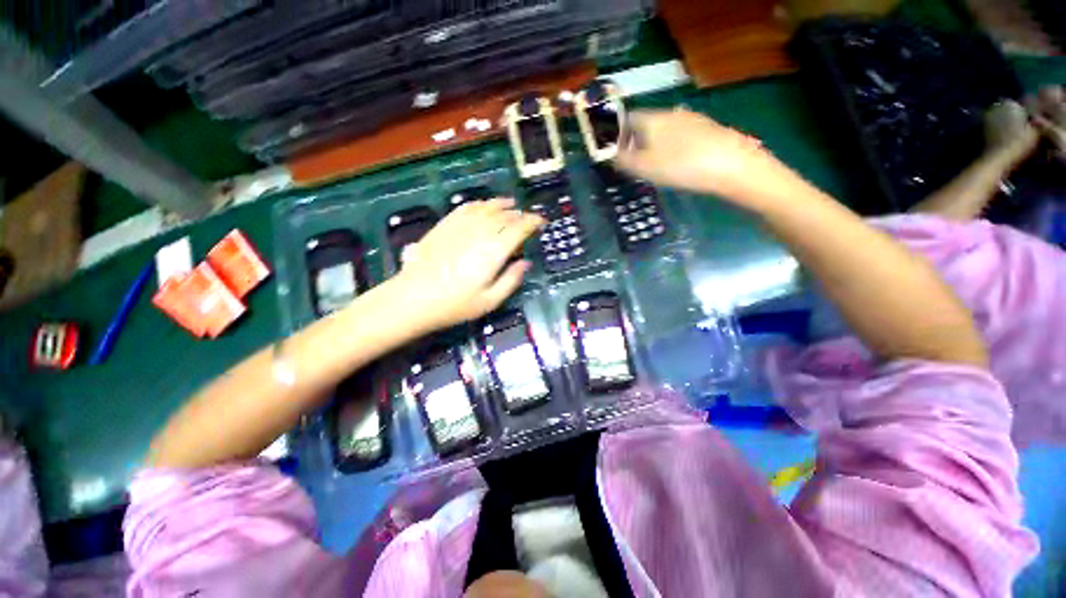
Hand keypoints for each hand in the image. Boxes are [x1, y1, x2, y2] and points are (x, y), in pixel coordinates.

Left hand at [391, 198, 543, 330]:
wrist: (413, 298)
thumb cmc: (455, 305)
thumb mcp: (490, 301)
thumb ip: (511, 280)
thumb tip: (526, 263)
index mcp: (494, 251)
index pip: (519, 229)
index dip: (533, 222)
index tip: (542, 222)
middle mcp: (480, 233)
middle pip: (505, 216)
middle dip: (520, 215)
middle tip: (528, 219)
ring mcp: (460, 226)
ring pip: (487, 207)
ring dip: (502, 205)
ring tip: (511, 204)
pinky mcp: (445, 225)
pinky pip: (467, 207)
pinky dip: (480, 204)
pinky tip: (484, 205)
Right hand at [615, 108, 780, 202]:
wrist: (733, 165)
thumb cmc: (682, 166)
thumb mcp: (645, 167)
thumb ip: (624, 160)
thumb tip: (610, 154)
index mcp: (654, 119)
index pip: (628, 118)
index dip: (617, 132)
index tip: (614, 149)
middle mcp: (672, 113)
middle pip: (646, 123)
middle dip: (636, 138)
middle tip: (632, 159)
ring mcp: (692, 119)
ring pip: (665, 128)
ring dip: (654, 142)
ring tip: (653, 162)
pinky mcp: (708, 129)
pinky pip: (681, 135)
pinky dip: (672, 145)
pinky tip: (677, 160)